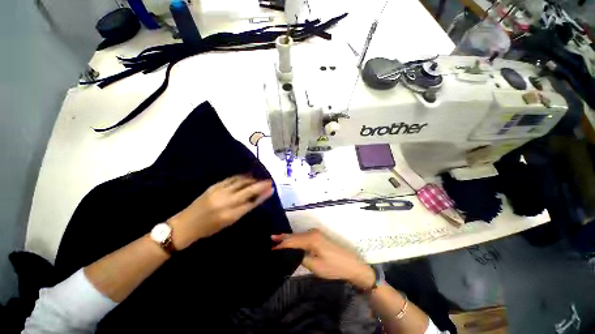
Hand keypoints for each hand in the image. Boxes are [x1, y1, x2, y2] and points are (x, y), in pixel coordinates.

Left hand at [169, 175, 273, 249]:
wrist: (185, 225)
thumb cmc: (209, 228)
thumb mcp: (228, 223)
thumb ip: (243, 209)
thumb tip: (256, 199)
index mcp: (230, 215)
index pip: (251, 202)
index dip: (263, 195)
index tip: (271, 189)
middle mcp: (226, 202)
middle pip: (248, 190)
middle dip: (260, 185)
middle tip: (269, 181)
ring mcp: (219, 192)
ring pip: (240, 182)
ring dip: (252, 179)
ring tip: (259, 179)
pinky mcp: (214, 186)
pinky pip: (231, 179)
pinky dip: (241, 177)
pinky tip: (247, 176)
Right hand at [272, 229, 374, 289]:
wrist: (351, 264)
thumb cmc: (334, 267)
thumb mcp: (315, 265)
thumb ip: (300, 257)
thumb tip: (290, 253)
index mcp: (311, 238)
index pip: (292, 241)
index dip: (280, 245)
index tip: (270, 249)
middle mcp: (312, 232)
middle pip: (294, 236)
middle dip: (282, 238)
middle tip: (270, 239)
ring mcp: (316, 233)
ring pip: (298, 235)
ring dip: (288, 238)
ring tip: (276, 240)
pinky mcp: (318, 236)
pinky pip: (303, 236)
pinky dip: (295, 239)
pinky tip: (290, 241)